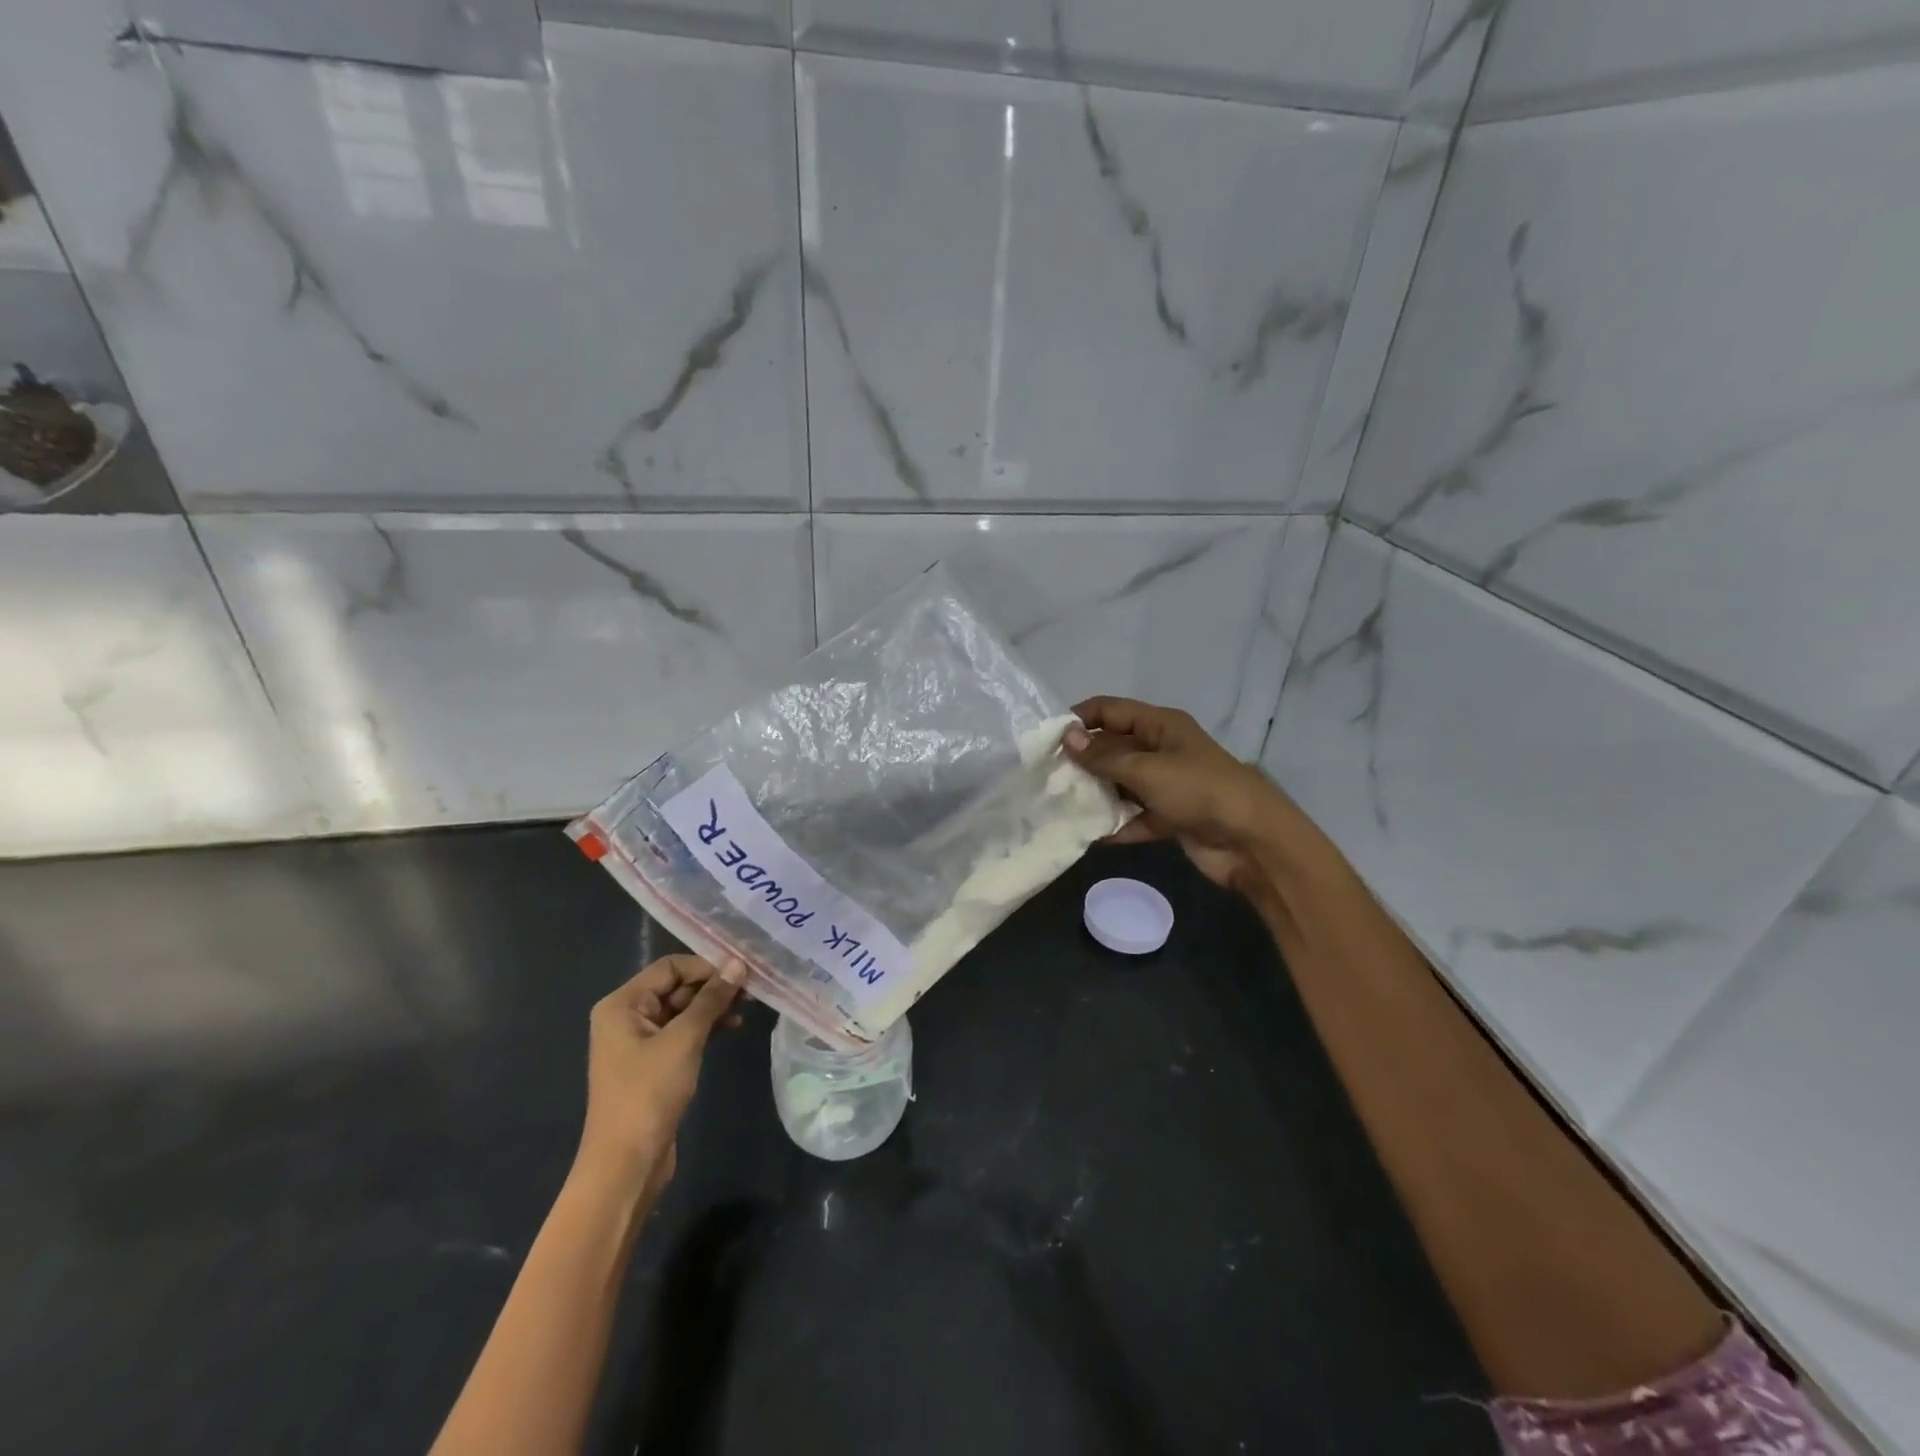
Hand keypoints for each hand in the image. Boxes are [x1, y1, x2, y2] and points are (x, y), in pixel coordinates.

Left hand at [574, 954, 743, 1202]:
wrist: (626, 1164)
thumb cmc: (649, 1093)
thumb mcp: (684, 1039)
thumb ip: (711, 999)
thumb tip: (737, 964)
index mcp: (622, 1004)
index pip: (670, 967)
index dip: (706, 966)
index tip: (742, 973)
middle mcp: (627, 1016)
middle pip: (676, 986)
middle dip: (713, 986)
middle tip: (751, 990)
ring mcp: (639, 1042)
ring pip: (683, 1010)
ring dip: (713, 1007)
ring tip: (747, 1008)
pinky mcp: (653, 1064)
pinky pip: (682, 1032)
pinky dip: (706, 1027)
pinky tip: (732, 1028)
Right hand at [1066, 696, 1299, 889]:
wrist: (1252, 842)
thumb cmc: (1199, 791)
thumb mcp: (1147, 770)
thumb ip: (1104, 758)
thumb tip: (1067, 739)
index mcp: (1161, 726)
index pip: (1112, 710)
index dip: (1080, 718)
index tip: (1047, 737)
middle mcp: (1161, 750)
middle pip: (1113, 748)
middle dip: (1082, 760)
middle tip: (1045, 776)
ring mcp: (1166, 785)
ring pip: (1120, 784)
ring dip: (1095, 794)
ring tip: (1057, 804)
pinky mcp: (1169, 818)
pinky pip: (1133, 817)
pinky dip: (1115, 825)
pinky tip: (1087, 834)